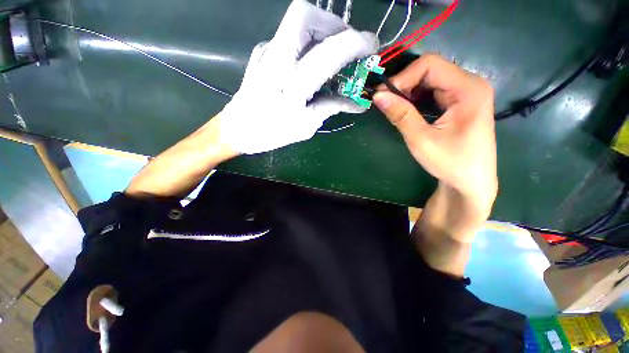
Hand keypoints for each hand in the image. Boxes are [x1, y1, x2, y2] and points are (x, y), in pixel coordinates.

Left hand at [218, 0, 377, 154]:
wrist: (236, 130)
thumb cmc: (271, 133)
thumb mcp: (306, 126)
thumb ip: (331, 107)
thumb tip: (357, 103)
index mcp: (292, 83)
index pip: (330, 51)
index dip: (356, 43)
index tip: (373, 46)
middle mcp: (277, 58)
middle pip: (306, 15)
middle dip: (334, 24)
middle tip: (347, 44)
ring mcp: (266, 51)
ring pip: (297, 21)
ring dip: (322, 30)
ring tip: (334, 53)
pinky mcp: (262, 53)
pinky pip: (290, 37)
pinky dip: (308, 43)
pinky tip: (312, 63)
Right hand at [373, 54, 496, 211]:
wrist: (471, 182)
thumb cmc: (451, 162)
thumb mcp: (422, 140)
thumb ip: (401, 115)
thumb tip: (377, 96)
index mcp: (468, 89)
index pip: (430, 65)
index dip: (402, 77)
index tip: (383, 96)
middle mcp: (469, 84)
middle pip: (430, 70)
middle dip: (404, 84)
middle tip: (385, 103)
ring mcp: (465, 93)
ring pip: (429, 80)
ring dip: (408, 92)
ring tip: (393, 108)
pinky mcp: (459, 102)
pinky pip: (433, 92)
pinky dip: (415, 99)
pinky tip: (407, 111)